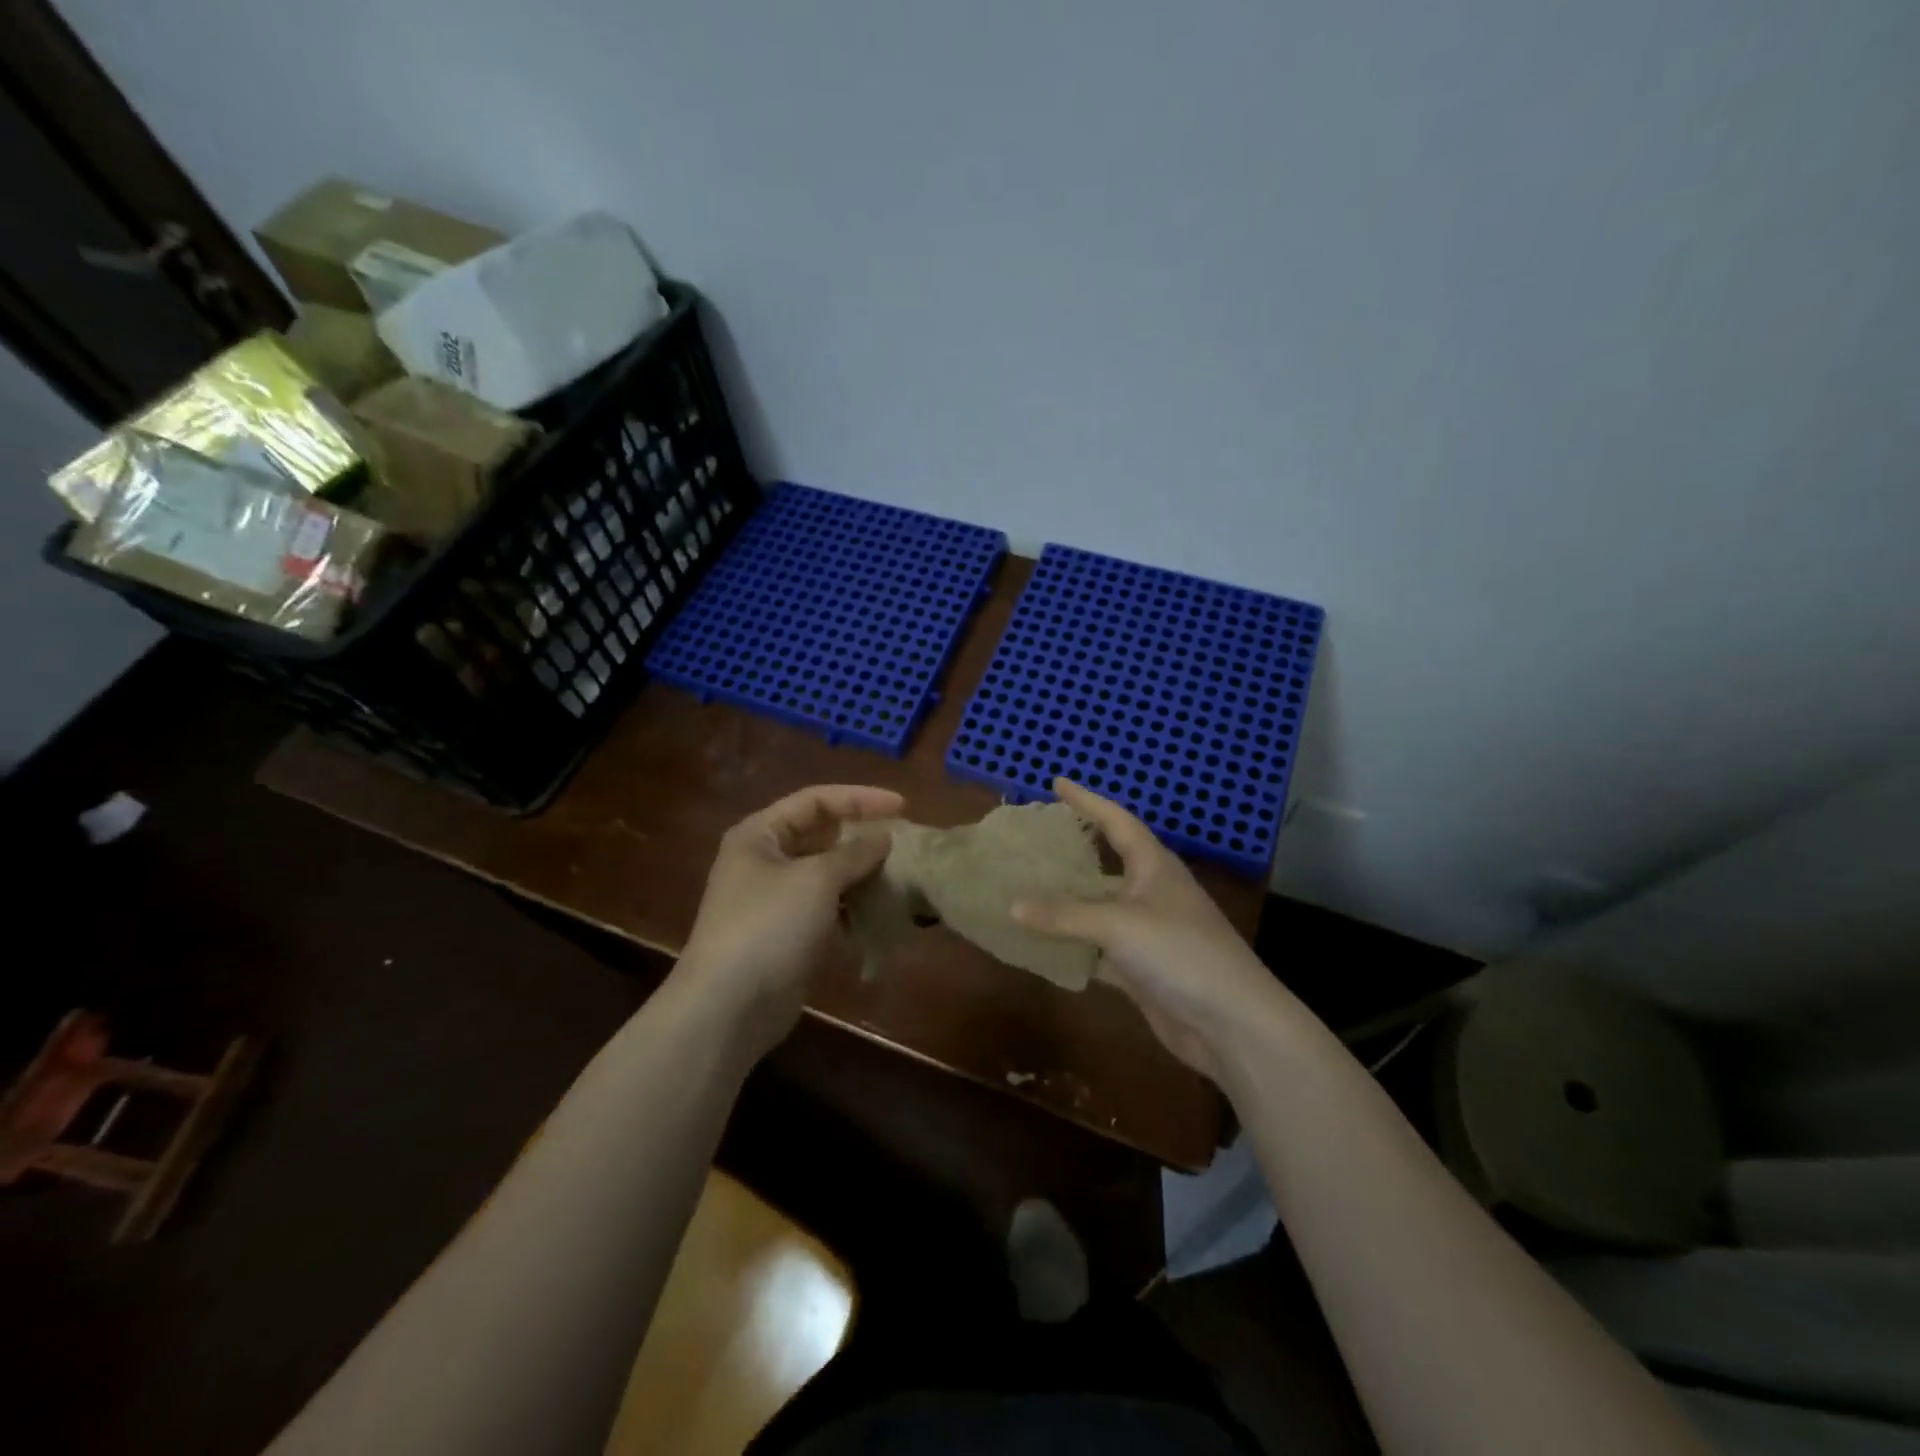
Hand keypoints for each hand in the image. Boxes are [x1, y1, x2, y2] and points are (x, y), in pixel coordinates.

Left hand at [677, 784, 901, 1057]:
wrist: (729, 1007)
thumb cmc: (769, 926)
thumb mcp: (816, 879)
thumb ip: (854, 852)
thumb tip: (884, 837)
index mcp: (760, 834)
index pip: (816, 800)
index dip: (860, 798)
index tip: (903, 806)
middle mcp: (765, 860)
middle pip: (822, 835)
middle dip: (862, 837)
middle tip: (904, 842)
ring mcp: (776, 899)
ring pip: (828, 873)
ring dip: (862, 874)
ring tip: (900, 876)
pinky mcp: (788, 933)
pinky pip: (828, 907)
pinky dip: (852, 907)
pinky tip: (881, 913)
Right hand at [1013, 778, 1312, 1079]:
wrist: (1231, 1023)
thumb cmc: (1181, 953)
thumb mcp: (1119, 925)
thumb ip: (1064, 915)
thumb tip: (1011, 906)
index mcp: (1154, 866)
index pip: (1116, 820)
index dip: (1087, 800)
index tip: (1057, 782)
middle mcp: (1150, 892)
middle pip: (1105, 862)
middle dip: (1072, 850)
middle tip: (1034, 838)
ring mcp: (1147, 932)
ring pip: (1098, 908)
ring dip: (1066, 902)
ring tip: (1025, 887)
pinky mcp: (1141, 968)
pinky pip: (1097, 948)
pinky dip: (1072, 945)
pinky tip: (1041, 944)